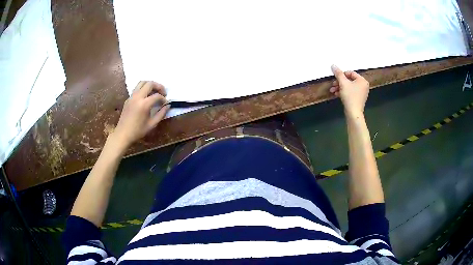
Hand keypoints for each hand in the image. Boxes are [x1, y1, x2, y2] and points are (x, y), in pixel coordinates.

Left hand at [112, 81, 169, 147]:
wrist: (123, 134)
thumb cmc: (138, 131)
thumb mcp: (152, 124)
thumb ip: (161, 114)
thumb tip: (168, 105)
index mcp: (144, 104)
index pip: (157, 95)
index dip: (163, 98)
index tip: (166, 103)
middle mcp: (137, 97)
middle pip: (150, 84)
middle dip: (158, 86)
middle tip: (163, 92)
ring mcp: (131, 97)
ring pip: (142, 83)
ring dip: (150, 85)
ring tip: (154, 91)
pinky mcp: (128, 99)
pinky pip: (136, 89)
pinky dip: (143, 89)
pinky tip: (146, 97)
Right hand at [330, 65, 369, 117]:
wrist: (353, 113)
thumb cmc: (350, 96)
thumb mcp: (343, 83)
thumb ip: (338, 73)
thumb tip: (333, 65)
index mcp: (362, 80)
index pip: (350, 73)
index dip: (342, 75)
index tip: (335, 78)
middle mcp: (363, 85)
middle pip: (349, 80)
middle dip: (339, 82)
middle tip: (333, 84)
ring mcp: (361, 93)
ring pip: (348, 86)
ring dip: (339, 87)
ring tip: (333, 90)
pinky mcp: (358, 98)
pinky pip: (350, 92)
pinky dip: (343, 92)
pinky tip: (336, 94)